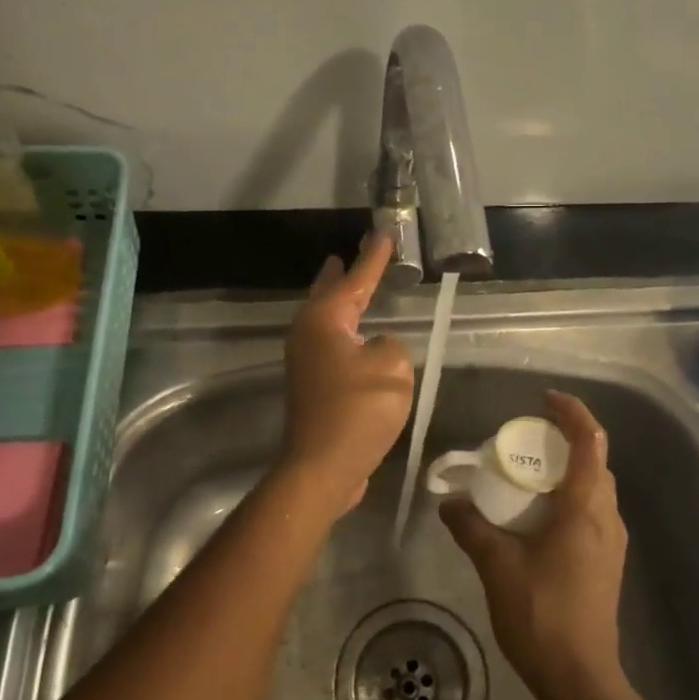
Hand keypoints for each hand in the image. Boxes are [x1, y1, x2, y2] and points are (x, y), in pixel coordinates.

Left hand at [277, 234, 415, 518]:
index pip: (356, 279)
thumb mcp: (393, 366)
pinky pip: (331, 347)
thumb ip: (391, 345)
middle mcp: (307, 334)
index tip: (382, 233)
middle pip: (328, 294)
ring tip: (351, 288)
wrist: (323, 466)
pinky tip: (357, 340)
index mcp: (325, 320)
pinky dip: (344, 334)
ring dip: (339, 304)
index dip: (373, 258)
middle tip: (349, 254)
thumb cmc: (358, 409)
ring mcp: (305, 362)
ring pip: (326, 321)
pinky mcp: (312, 388)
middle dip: (341, 275)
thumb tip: (376, 349)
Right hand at [440, 391, 628, 699]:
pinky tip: (538, 516)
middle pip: (595, 460)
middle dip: (565, 440)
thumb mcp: (497, 566)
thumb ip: (472, 527)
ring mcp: (611, 541)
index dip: (572, 411)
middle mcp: (606, 516)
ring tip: (528, 475)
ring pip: (595, 487)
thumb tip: (448, 501)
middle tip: (527, 440)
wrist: (581, 679)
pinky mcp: (607, 561)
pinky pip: (591, 510)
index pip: (589, 440)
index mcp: (585, 506)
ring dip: (567, 470)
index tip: (544, 399)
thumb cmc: (542, 615)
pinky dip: (569, 496)